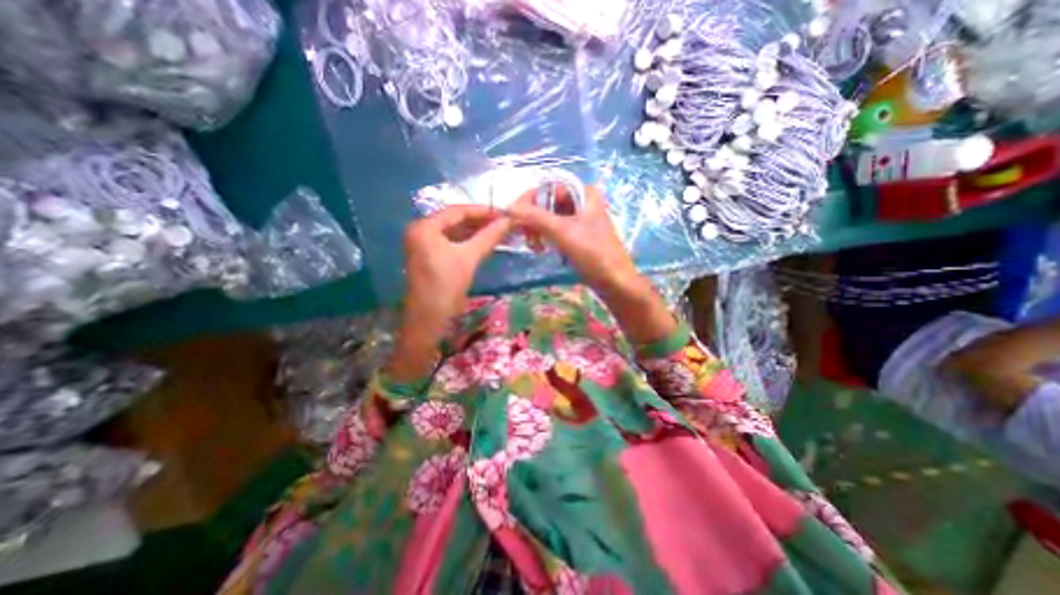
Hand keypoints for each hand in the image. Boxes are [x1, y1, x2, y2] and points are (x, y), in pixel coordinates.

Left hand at [389, 207, 512, 379]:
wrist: (429, 319)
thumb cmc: (447, 285)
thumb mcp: (469, 258)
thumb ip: (488, 236)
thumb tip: (508, 220)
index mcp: (425, 227)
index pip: (457, 211)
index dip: (482, 211)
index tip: (503, 212)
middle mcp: (420, 231)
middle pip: (454, 220)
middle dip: (479, 222)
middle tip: (502, 222)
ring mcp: (423, 244)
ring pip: (453, 232)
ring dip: (474, 232)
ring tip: (497, 231)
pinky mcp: (428, 256)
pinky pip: (450, 243)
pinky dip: (467, 242)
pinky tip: (483, 242)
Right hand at [510, 181, 673, 342]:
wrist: (614, 282)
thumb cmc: (593, 253)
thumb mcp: (563, 232)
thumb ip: (535, 217)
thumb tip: (509, 207)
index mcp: (584, 193)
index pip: (548, 187)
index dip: (529, 200)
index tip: (514, 217)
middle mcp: (582, 202)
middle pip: (548, 202)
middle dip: (533, 218)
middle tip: (525, 235)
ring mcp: (580, 220)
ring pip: (550, 217)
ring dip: (538, 230)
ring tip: (534, 246)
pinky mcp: (578, 235)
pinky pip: (556, 230)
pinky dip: (546, 237)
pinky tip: (542, 249)